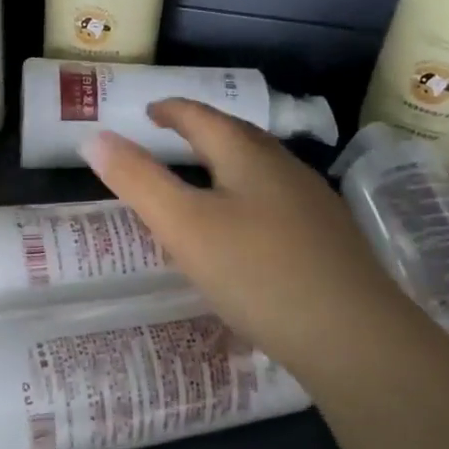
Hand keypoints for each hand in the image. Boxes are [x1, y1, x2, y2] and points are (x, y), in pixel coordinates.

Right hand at [82, 101, 407, 385]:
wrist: (353, 336)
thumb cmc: (256, 273)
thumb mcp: (183, 225)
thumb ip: (138, 180)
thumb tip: (94, 137)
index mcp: (249, 158)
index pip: (203, 118)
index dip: (172, 111)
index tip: (149, 112)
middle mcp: (286, 170)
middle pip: (239, 138)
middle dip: (204, 132)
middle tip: (174, 139)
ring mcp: (315, 205)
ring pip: (264, 172)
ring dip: (231, 165)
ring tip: (207, 181)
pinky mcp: (331, 240)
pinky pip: (280, 203)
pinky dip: (252, 199)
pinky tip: (250, 230)